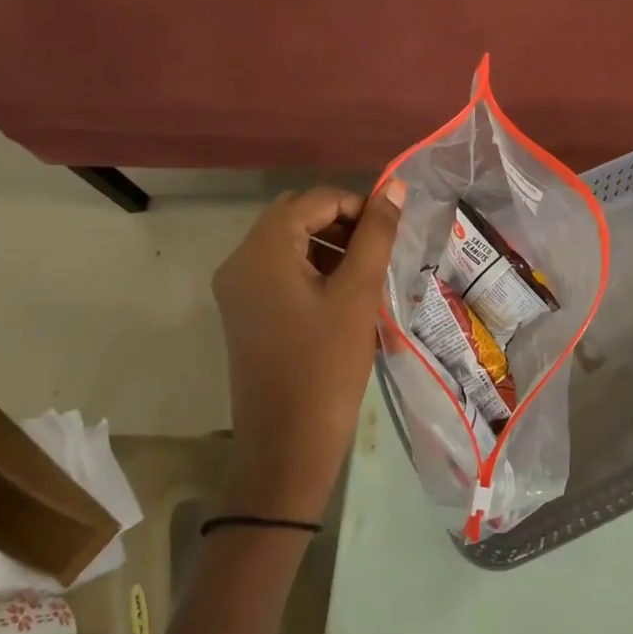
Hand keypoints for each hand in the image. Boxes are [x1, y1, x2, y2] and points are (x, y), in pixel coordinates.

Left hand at [210, 181, 406, 520]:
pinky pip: (279, 273)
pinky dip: (312, 272)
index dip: (356, 206)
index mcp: (262, 250)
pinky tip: (342, 299)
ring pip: (287, 245)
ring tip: (366, 278)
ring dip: (328, 248)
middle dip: (340, 225)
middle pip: (294, 217)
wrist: (287, 444)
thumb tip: (394, 188)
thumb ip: (376, 235)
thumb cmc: (326, 366)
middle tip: (377, 254)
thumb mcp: (358, 295)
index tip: (390, 233)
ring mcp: (238, 290)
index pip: (313, 200)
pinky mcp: (245, 314)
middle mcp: (240, 262)